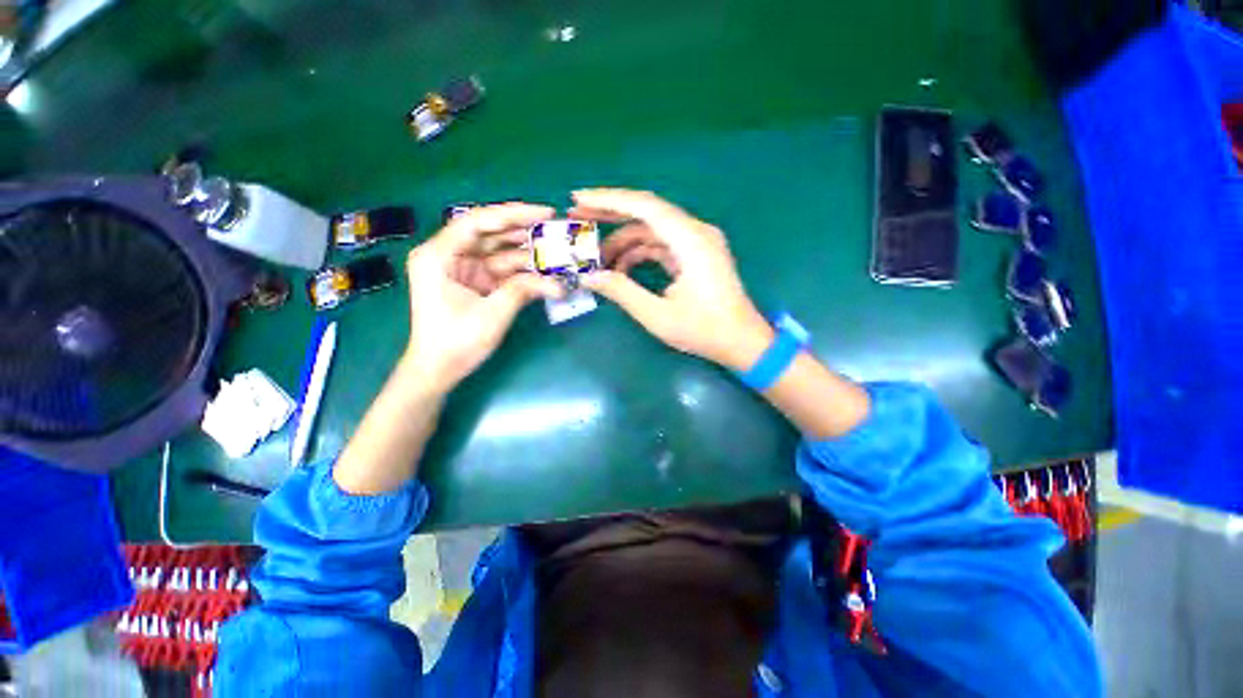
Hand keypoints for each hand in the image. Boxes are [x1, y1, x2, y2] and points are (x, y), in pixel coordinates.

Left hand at [403, 202, 562, 392]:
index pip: (477, 221)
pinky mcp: (476, 283)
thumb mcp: (492, 314)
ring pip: (499, 252)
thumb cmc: (456, 342)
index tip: (544, 213)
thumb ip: (523, 290)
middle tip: (555, 228)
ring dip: (527, 253)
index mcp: (439, 255)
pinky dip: (523, 272)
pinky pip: (502, 270)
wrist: (438, 370)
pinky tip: (545, 269)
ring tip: (556, 249)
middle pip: (490, 233)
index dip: (512, 214)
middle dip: (523, 231)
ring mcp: (464, 269)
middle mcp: (449, 255)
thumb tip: (557, 282)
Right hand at [572, 189, 773, 370]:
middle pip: (646, 212)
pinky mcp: (695, 254)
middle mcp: (695, 232)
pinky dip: (638, 253)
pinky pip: (661, 244)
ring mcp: (697, 242)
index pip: (645, 207)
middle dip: (610, 214)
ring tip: (596, 259)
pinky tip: (620, 269)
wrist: (742, 342)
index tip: (578, 200)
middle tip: (577, 217)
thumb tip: (589, 276)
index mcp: (691, 240)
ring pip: (651, 230)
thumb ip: (622, 292)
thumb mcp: (658, 315)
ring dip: (623, 241)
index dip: (608, 200)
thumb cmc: (705, 331)